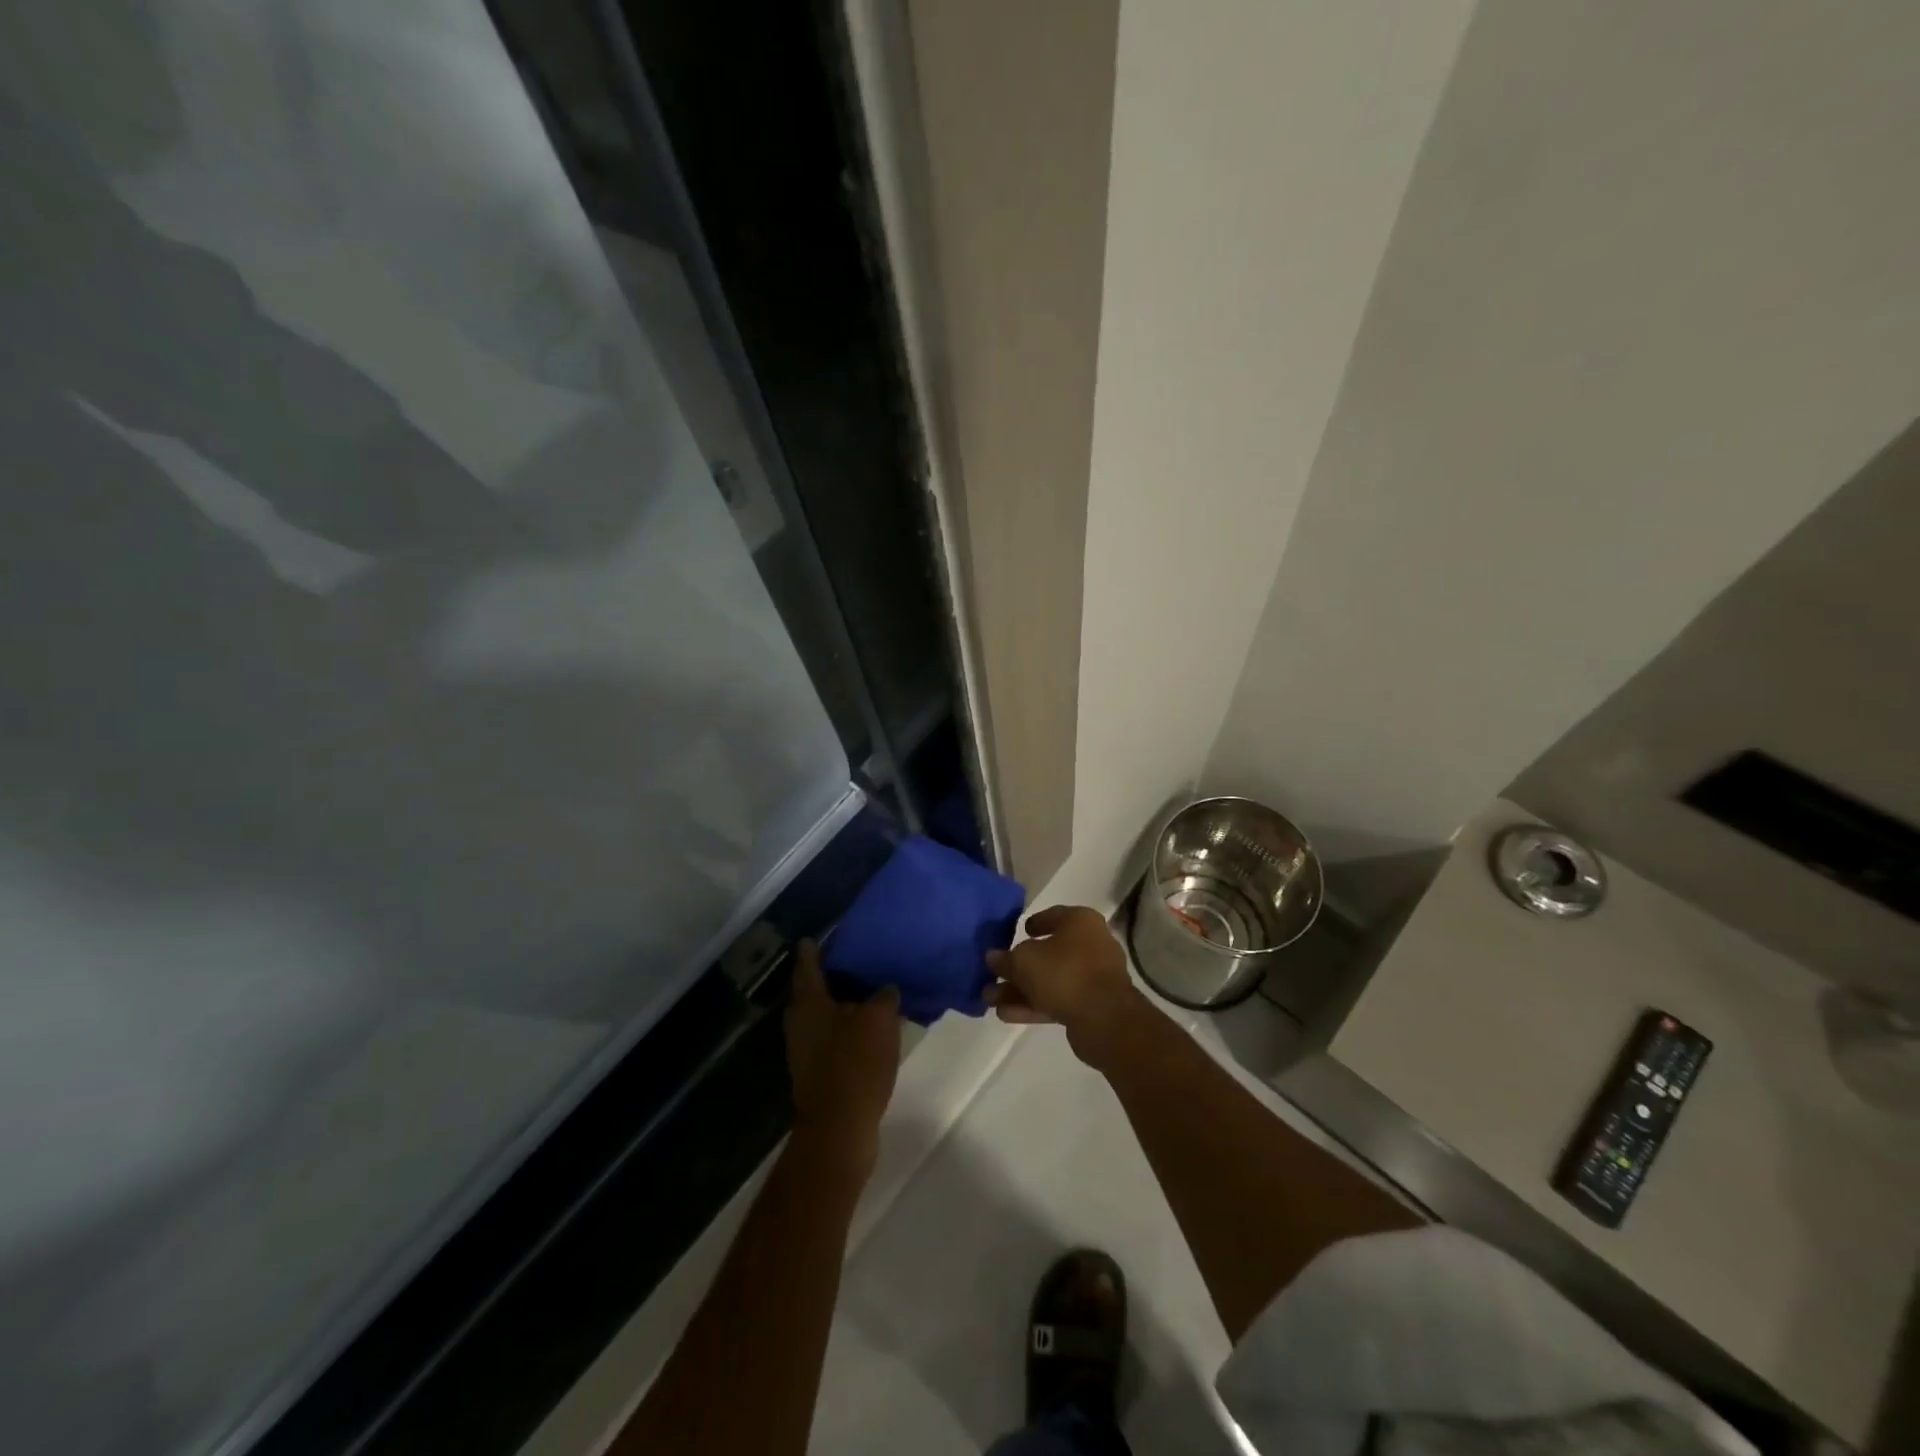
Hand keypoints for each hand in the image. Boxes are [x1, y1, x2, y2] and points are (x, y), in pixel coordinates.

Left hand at [784, 940, 900, 1175]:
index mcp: (809, 1003)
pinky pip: (831, 1039)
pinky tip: (867, 1029)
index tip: (812, 937)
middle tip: (849, 962)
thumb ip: (883, 997)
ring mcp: (805, 1051)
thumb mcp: (878, 1020)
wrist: (839, 1129)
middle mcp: (800, 1023)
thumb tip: (885, 990)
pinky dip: (846, 1029)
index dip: (812, 951)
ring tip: (866, 994)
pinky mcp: (816, 1073)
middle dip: (827, 977)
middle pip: (811, 992)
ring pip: (822, 1017)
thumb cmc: (854, 1064)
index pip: (808, 966)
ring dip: (840, 1005)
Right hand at [985, 906, 1150, 1068]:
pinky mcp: (1092, 1005)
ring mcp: (1093, 977)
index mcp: (1080, 922)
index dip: (1033, 924)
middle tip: (994, 976)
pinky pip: (1058, 999)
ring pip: (1051, 979)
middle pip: (1048, 953)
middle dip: (1018, 967)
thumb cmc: (1064, 973)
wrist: (1105, 1019)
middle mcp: (1091, 944)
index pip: (1052, 916)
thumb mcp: (1024, 961)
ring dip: (1021, 989)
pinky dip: (1033, 1005)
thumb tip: (993, 957)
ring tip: (991, 999)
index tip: (1017, 933)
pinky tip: (1005, 1015)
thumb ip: (1005, 959)